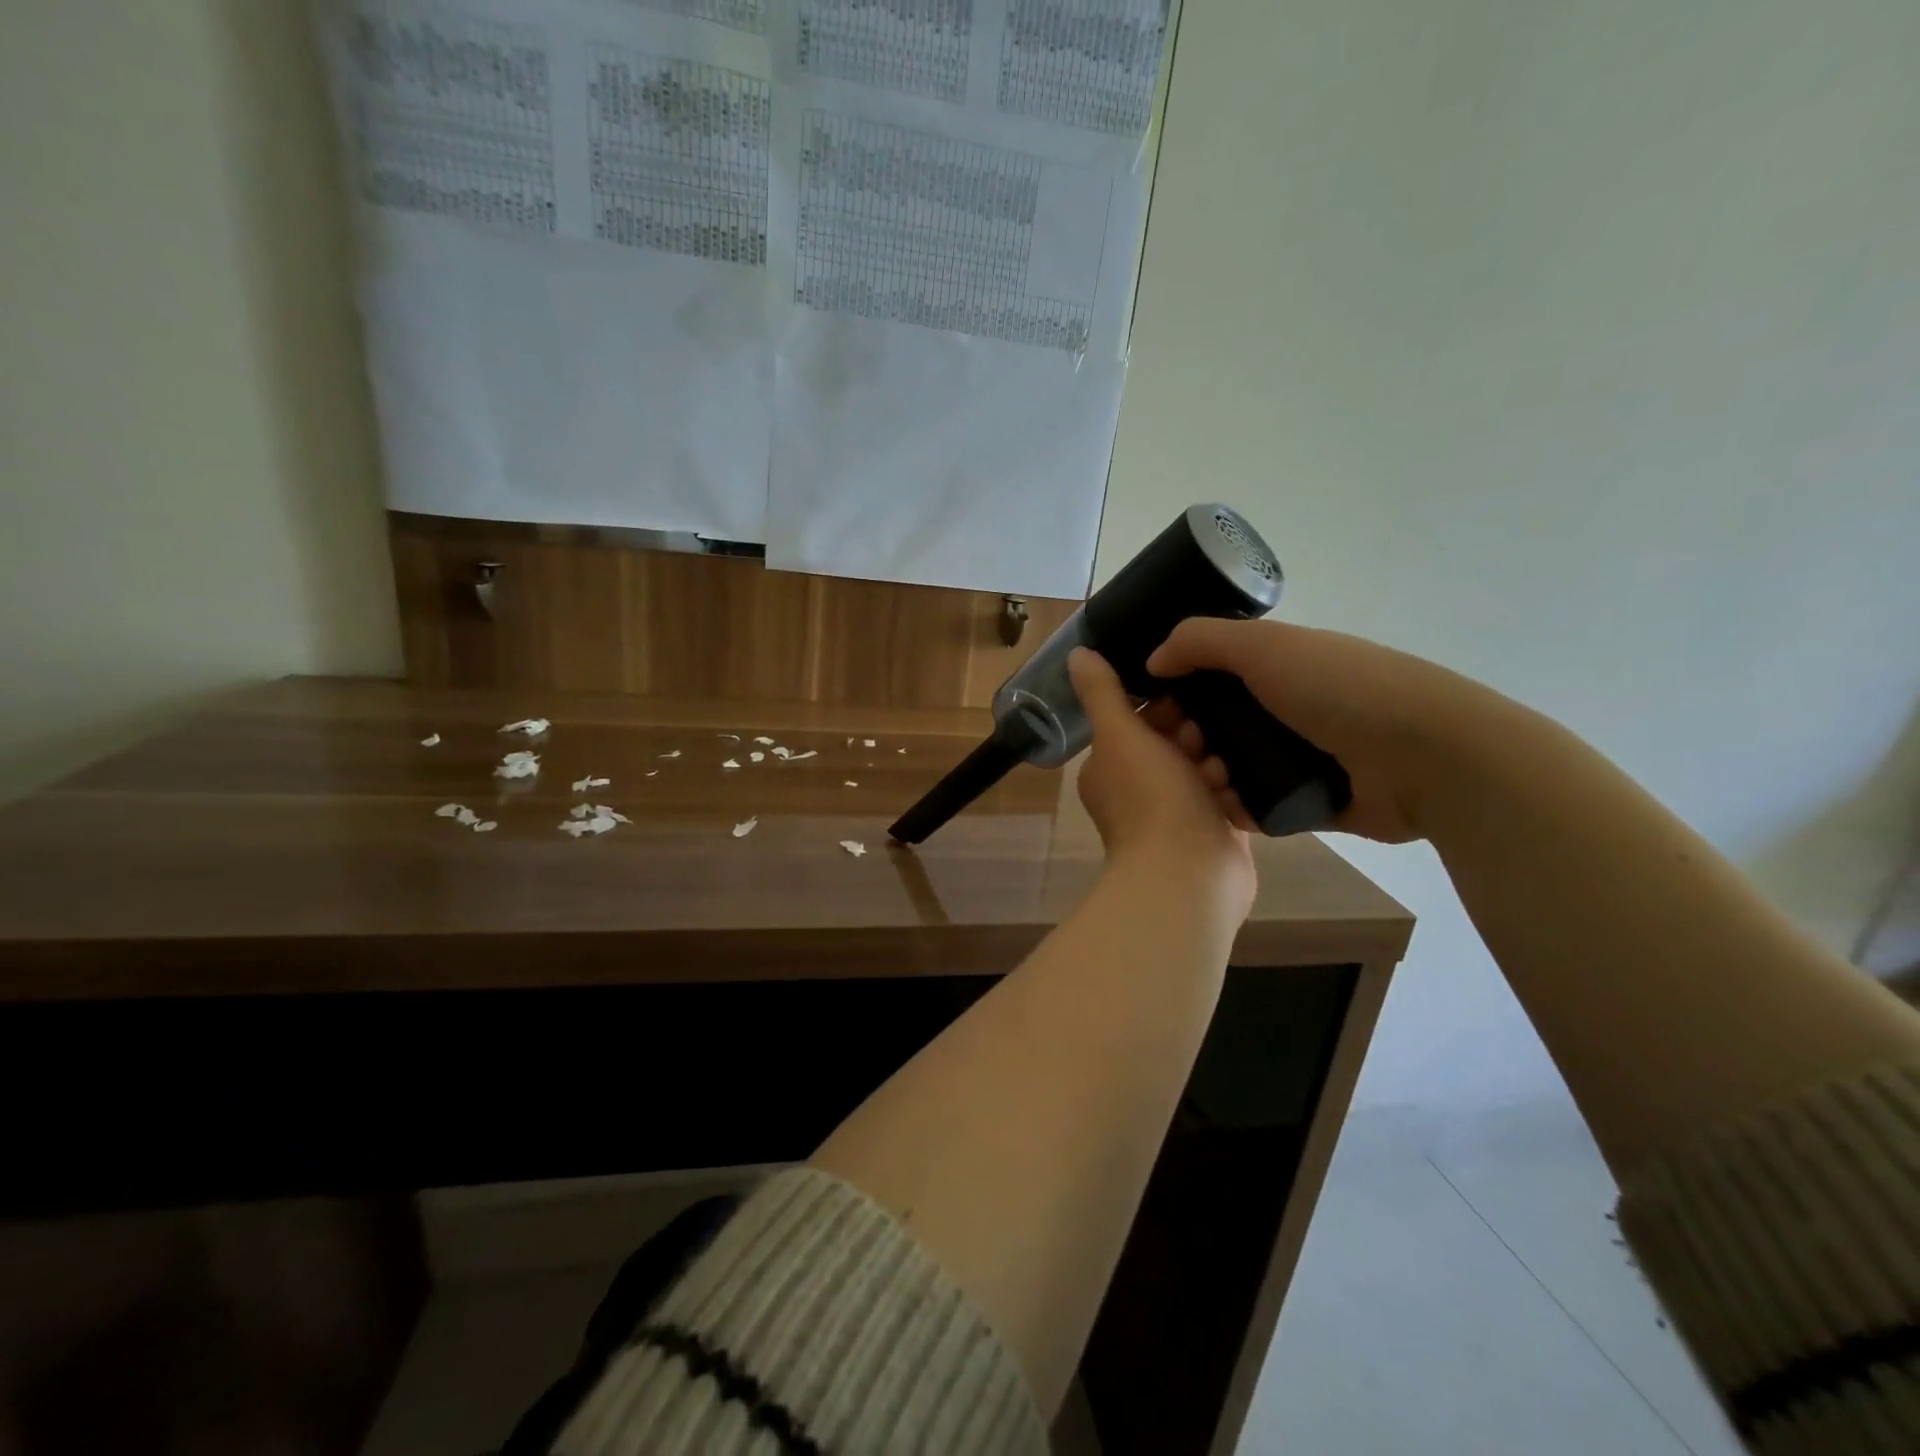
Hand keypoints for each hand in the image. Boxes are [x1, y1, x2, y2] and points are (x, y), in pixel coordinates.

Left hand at [1068, 649, 1254, 914]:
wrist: (1189, 875)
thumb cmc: (1151, 799)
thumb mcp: (1120, 735)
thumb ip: (1102, 693)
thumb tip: (1076, 652)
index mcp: (1109, 767)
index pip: (1139, 720)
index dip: (1164, 709)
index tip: (1185, 708)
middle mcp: (1137, 789)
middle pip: (1175, 741)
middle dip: (1195, 736)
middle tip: (1205, 745)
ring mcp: (1174, 813)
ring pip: (1204, 767)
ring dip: (1217, 763)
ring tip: (1222, 773)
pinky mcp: (1209, 830)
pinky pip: (1226, 794)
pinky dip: (1234, 790)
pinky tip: (1242, 788)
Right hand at [1146, 619, 1521, 843]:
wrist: (1427, 757)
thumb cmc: (1341, 689)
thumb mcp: (1266, 646)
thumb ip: (1201, 642)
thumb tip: (1153, 661)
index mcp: (1280, 666)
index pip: (1211, 675)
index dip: (1177, 690)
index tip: (1152, 711)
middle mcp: (1287, 708)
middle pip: (1217, 724)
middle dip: (1188, 738)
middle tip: (1181, 751)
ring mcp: (1301, 756)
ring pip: (1233, 767)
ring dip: (1208, 776)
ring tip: (1207, 783)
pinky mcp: (1312, 801)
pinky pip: (1259, 806)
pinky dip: (1238, 808)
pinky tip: (1226, 809)